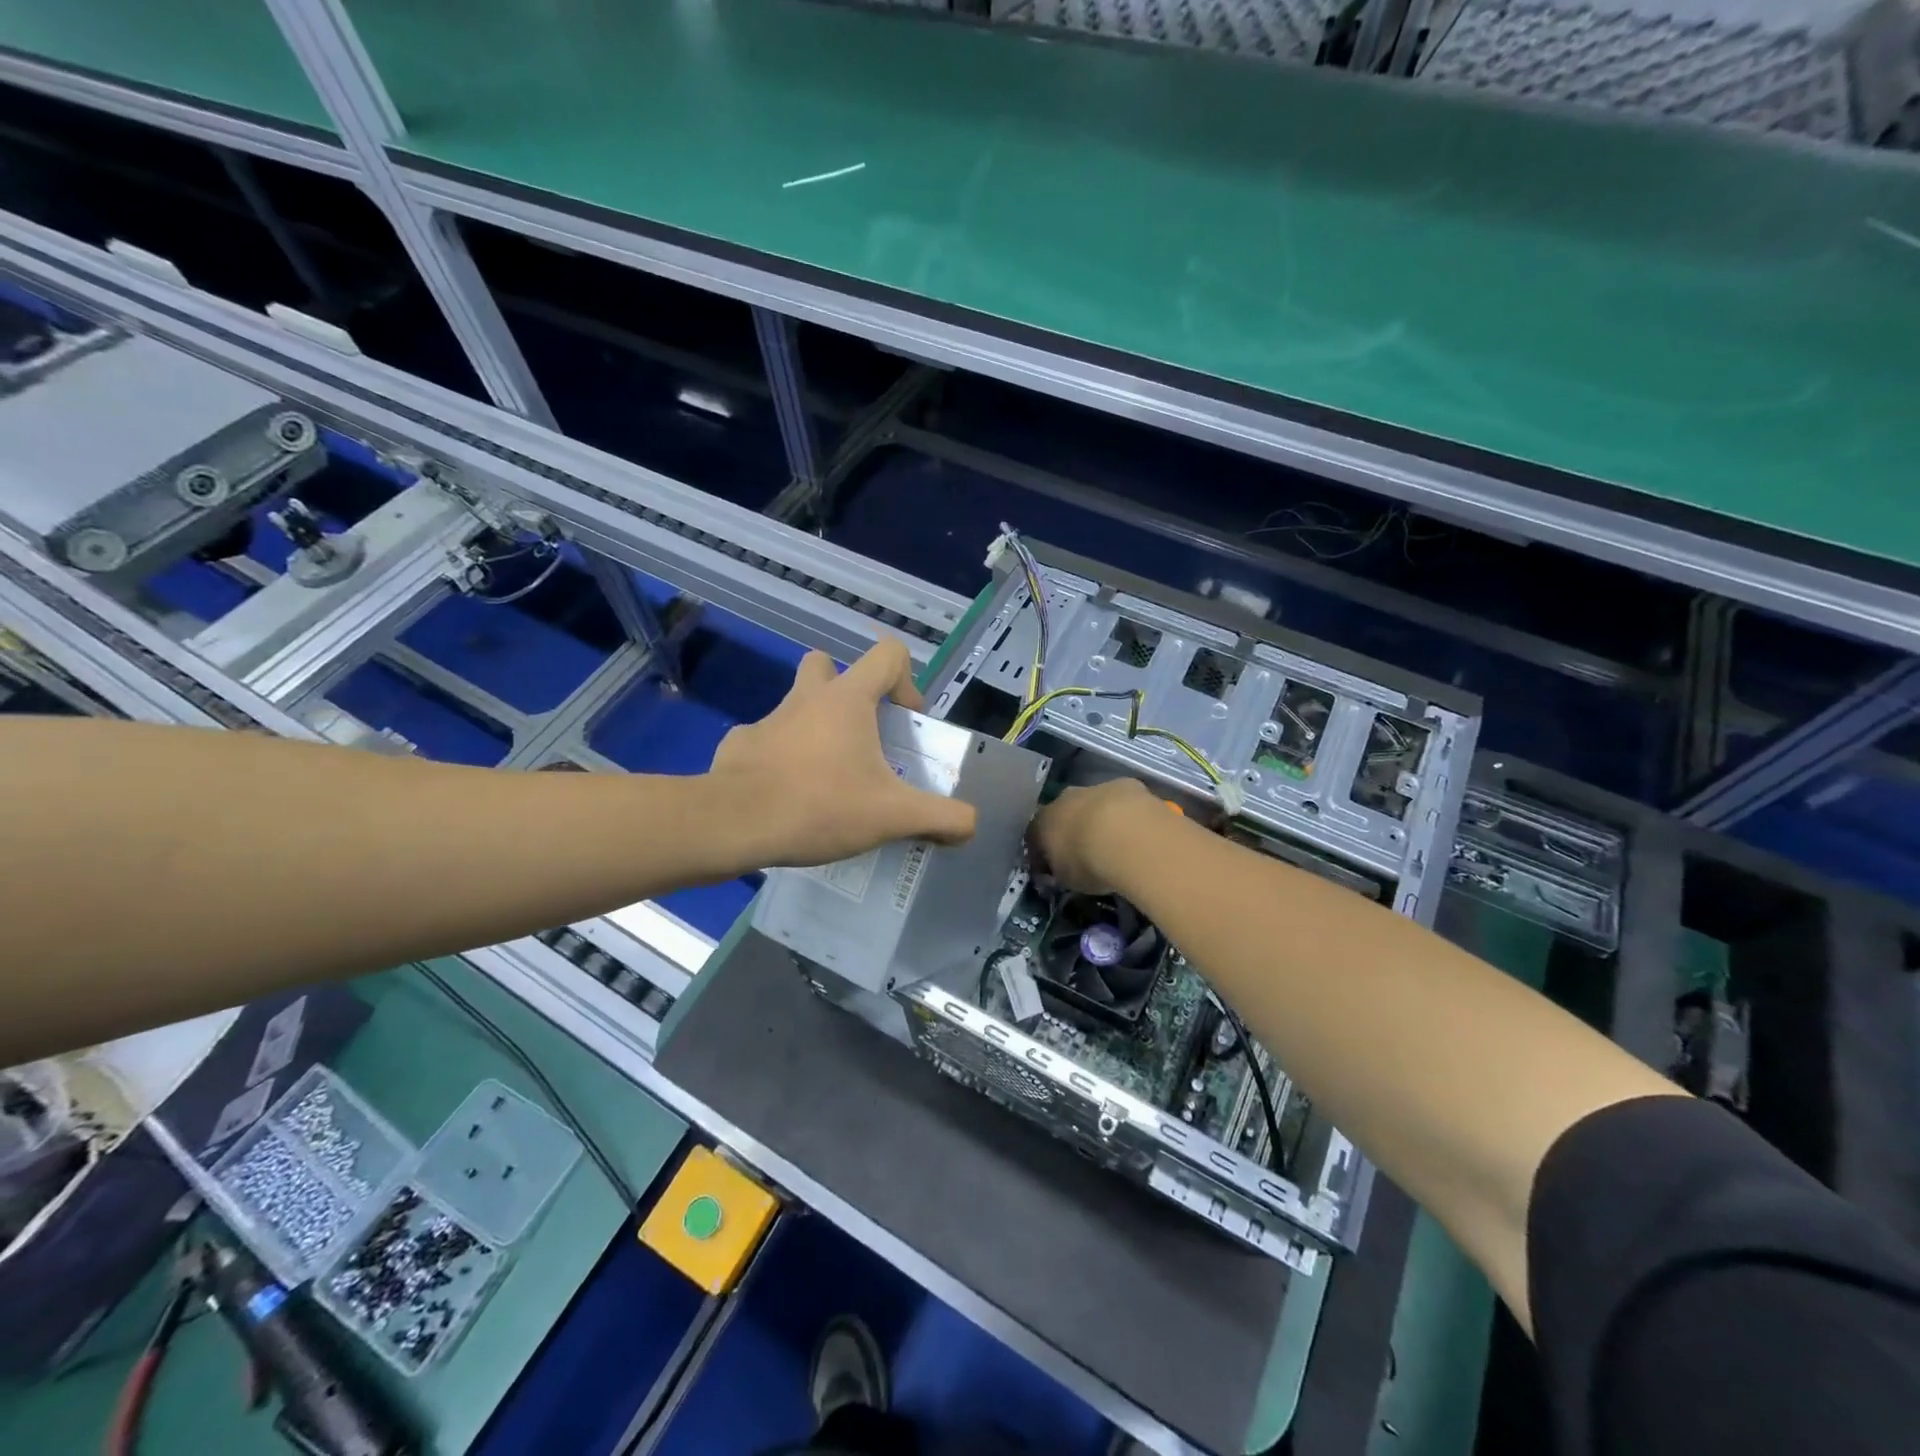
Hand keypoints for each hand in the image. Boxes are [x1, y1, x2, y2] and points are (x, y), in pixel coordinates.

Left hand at [710, 640, 975, 866]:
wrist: (736, 824)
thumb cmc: (821, 805)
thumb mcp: (893, 816)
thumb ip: (941, 817)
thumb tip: (971, 824)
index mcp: (847, 699)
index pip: (888, 654)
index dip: (906, 682)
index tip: (904, 725)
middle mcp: (806, 698)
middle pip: (827, 665)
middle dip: (846, 691)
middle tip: (859, 737)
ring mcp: (767, 719)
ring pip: (795, 705)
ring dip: (813, 728)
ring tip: (825, 777)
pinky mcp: (739, 745)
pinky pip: (765, 741)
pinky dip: (779, 760)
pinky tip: (786, 795)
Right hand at [1028, 779, 1163, 894]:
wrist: (1127, 836)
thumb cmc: (1087, 862)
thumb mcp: (1066, 878)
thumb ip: (1060, 871)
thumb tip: (1060, 870)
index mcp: (1042, 822)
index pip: (1035, 835)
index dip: (1044, 851)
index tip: (1054, 866)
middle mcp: (1063, 800)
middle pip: (1063, 813)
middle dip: (1072, 828)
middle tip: (1085, 851)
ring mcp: (1094, 788)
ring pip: (1092, 803)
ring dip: (1099, 818)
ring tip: (1115, 842)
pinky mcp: (1125, 784)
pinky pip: (1121, 799)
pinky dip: (1125, 812)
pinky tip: (1137, 829)